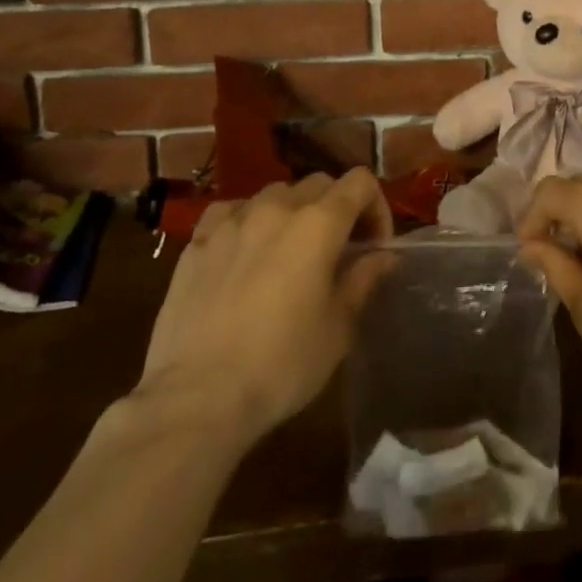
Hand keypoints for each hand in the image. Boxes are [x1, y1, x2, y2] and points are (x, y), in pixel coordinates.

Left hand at [131, 169, 392, 448]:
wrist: (197, 399)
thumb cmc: (281, 365)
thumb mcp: (338, 328)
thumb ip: (363, 280)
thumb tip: (384, 255)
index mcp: (319, 224)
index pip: (360, 182)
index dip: (376, 206)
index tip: (374, 245)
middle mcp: (277, 208)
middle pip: (319, 183)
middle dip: (337, 208)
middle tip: (338, 249)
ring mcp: (233, 221)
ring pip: (274, 193)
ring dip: (292, 212)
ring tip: (289, 250)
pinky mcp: (197, 242)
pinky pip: (230, 211)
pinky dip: (246, 220)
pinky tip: (244, 249)